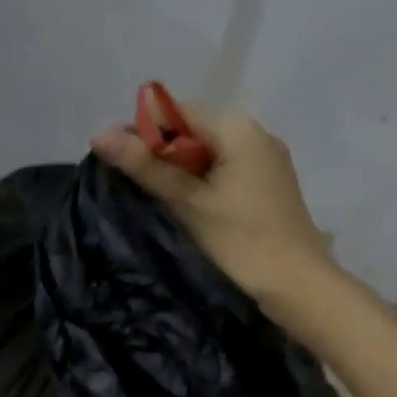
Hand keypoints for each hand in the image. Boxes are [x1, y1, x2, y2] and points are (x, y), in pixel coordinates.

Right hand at [91, 100, 332, 315]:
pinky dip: (206, 183)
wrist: (298, 284)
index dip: (143, 132)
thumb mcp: (189, 203)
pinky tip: (192, 208)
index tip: (117, 160)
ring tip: (160, 200)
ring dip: (183, 171)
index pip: (178, 113)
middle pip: (195, 132)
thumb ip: (146, 166)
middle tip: (134, 185)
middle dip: (163, 154)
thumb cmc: (242, 241)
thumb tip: (98, 134)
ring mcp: (268, 159)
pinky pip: (229, 171)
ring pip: (212, 154)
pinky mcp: (272, 184)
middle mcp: (257, 134)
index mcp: (238, 128)